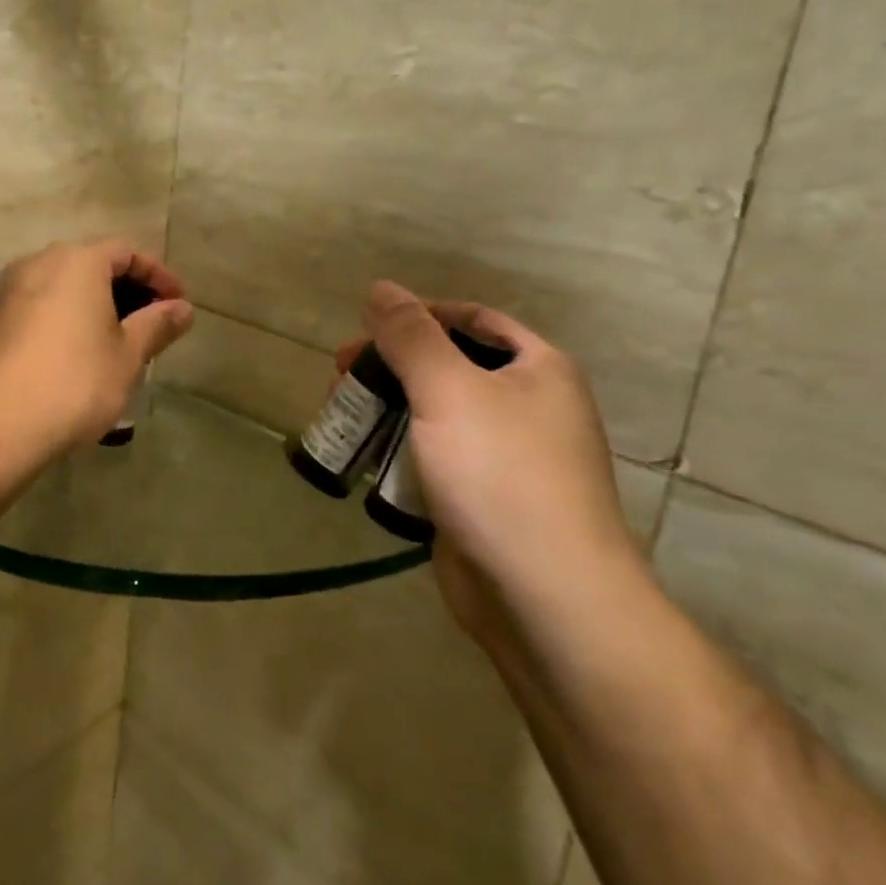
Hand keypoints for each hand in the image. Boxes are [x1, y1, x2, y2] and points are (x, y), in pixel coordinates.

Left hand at [0, 239, 194, 458]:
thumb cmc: (74, 382)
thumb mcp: (128, 355)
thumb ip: (158, 325)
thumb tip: (183, 309)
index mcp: (77, 261)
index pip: (127, 251)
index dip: (158, 275)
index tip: (179, 303)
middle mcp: (39, 263)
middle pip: (94, 264)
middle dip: (129, 290)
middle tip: (154, 322)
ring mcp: (10, 291)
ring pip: (66, 286)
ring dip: (98, 305)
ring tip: (122, 340)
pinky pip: (43, 305)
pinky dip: (69, 318)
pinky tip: (82, 352)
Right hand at [346, 282, 640, 643]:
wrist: (545, 596)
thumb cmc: (501, 474)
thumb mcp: (449, 390)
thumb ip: (411, 336)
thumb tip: (380, 288)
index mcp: (538, 369)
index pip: (473, 321)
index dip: (419, 316)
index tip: (367, 327)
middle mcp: (529, 407)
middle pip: (449, 367)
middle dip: (392, 365)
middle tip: (340, 375)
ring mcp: (507, 458)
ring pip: (436, 416)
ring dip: (388, 409)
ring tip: (342, 415)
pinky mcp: (483, 500)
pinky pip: (435, 459)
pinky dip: (399, 452)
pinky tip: (364, 458)